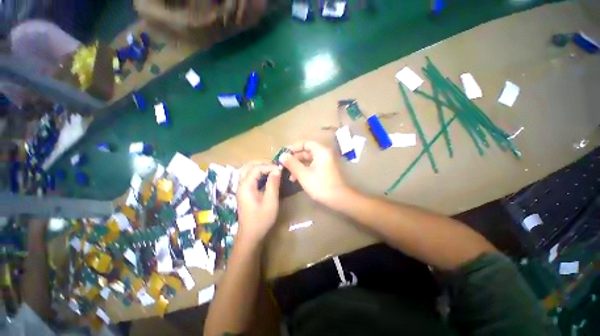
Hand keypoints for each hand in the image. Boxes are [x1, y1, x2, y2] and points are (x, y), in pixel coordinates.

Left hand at [236, 162, 281, 244]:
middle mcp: (241, 185)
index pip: (256, 168)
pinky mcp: (244, 193)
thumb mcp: (270, 201)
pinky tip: (265, 177)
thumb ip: (273, 184)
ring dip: (258, 167)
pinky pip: (249, 177)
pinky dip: (257, 173)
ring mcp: (241, 189)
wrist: (250, 235)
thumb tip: (277, 170)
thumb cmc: (261, 219)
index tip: (280, 169)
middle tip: (274, 165)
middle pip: (248, 166)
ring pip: (247, 171)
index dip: (269, 166)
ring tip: (271, 168)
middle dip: (261, 163)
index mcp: (246, 186)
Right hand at [281, 141, 347, 205]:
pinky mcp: (325, 170)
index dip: (293, 147)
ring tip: (290, 176)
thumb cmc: (320, 185)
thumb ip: (292, 163)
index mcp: (321, 151)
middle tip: (284, 166)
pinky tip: (296, 179)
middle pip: (306, 152)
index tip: (284, 154)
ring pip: (308, 160)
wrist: (338, 198)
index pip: (305, 143)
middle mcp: (324, 154)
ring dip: (298, 166)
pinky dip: (304, 170)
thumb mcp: (303, 174)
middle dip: (294, 159)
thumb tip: (282, 156)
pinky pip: (312, 166)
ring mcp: (325, 162)